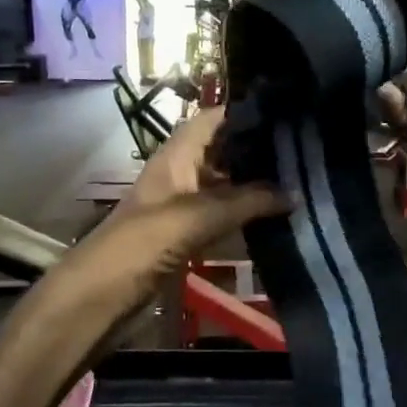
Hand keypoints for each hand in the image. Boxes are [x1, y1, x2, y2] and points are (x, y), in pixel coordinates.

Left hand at [102, 106, 286, 286]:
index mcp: (177, 155)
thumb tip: (294, 193)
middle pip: (223, 151)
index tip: (287, 116)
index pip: (214, 119)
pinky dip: (245, 213)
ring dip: (255, 185)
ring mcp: (184, 204)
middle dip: (258, 150)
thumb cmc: (144, 242)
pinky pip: (222, 214)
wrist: (103, 293)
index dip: (246, 113)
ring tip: (299, 181)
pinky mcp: (186, 233)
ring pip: (225, 184)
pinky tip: (274, 216)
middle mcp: (182, 172)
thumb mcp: (199, 216)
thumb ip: (248, 202)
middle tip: (303, 153)